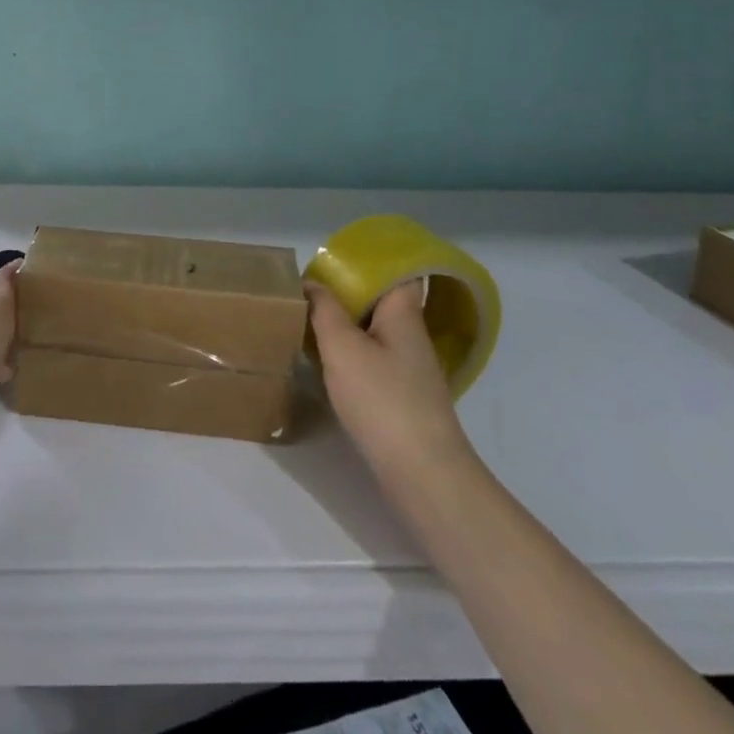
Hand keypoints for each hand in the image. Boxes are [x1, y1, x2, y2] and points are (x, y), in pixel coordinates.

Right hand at [306, 278, 472, 487]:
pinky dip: (351, 352)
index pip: (399, 271)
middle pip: (382, 300)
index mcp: (404, 313)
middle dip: (348, 291)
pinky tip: (327, 360)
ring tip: (311, 318)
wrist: (423, 475)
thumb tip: (311, 283)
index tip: (337, 257)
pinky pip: (374, 358)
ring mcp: (410, 368)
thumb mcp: (342, 347)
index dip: (372, 260)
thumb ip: (324, 310)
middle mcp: (411, 335)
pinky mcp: (403, 396)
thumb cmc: (382, 400)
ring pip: (375, 330)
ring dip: (347, 323)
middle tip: (310, 286)